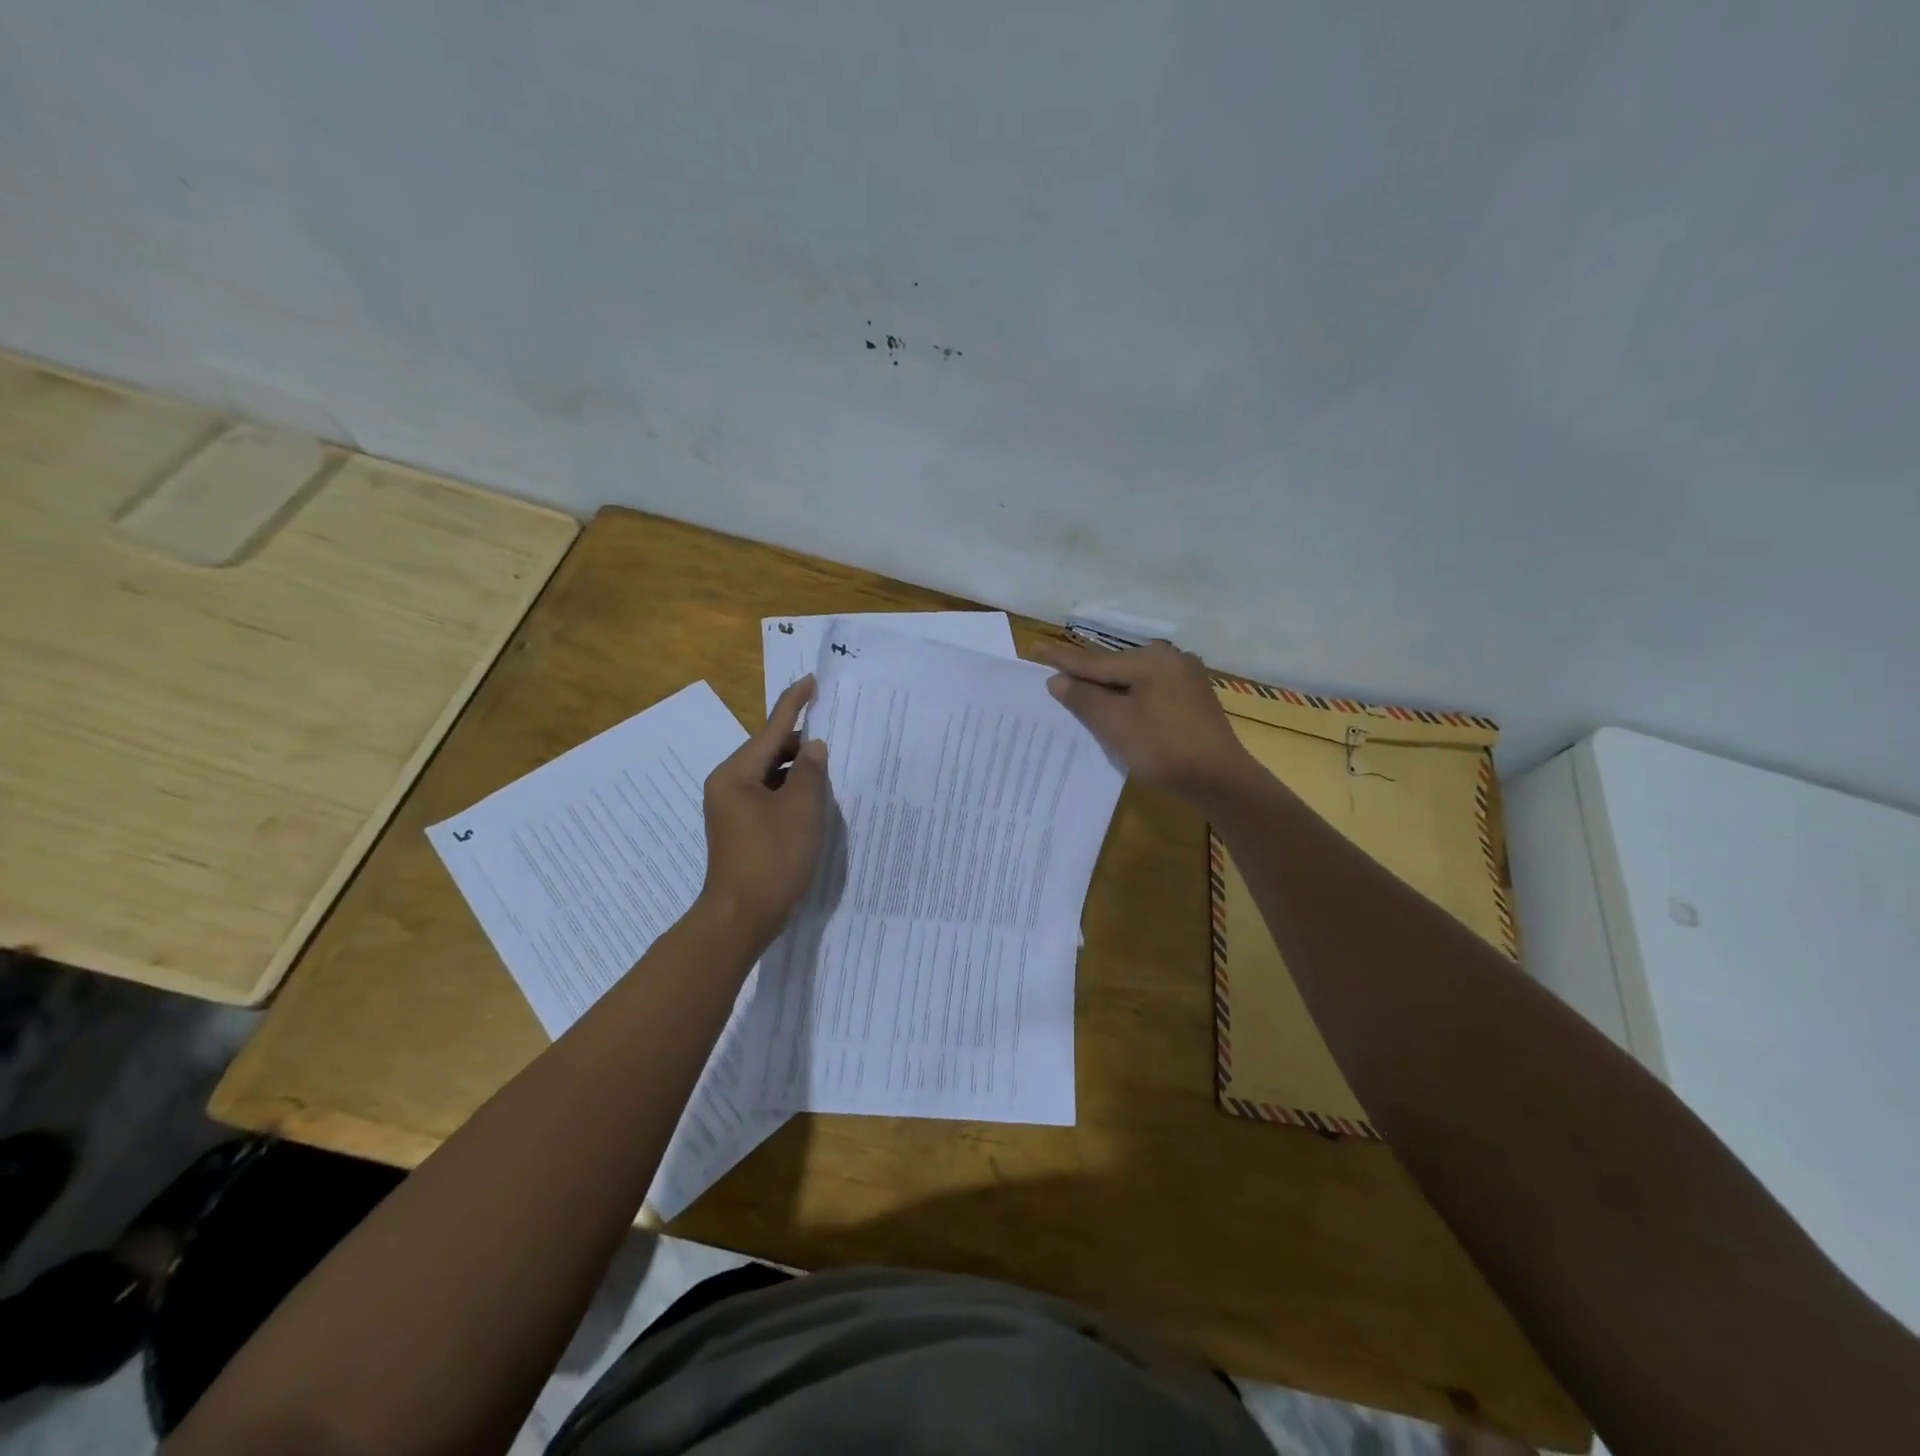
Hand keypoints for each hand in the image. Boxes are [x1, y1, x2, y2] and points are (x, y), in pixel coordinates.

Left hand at [698, 676, 828, 944]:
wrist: (741, 917)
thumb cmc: (772, 859)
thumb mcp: (801, 810)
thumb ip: (811, 772)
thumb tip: (814, 747)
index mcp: (736, 773)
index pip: (771, 728)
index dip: (794, 703)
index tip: (811, 681)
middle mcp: (729, 784)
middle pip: (770, 752)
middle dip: (802, 747)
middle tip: (836, 748)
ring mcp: (732, 808)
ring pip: (772, 776)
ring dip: (799, 774)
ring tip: (830, 779)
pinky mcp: (741, 828)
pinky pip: (769, 797)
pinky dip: (791, 795)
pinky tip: (814, 805)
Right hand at [1032, 640, 1254, 802]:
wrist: (1219, 779)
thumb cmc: (1162, 748)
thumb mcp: (1115, 724)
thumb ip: (1083, 698)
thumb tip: (1057, 680)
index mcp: (1149, 660)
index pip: (1094, 661)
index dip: (1062, 660)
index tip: (1034, 648)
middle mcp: (1170, 659)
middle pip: (1115, 668)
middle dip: (1087, 676)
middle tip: (1056, 677)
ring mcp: (1186, 677)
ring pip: (1134, 680)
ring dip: (1109, 690)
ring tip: (1082, 695)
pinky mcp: (1194, 698)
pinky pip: (1151, 691)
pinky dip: (1131, 700)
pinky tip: (1122, 710)